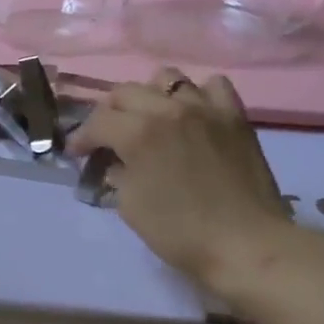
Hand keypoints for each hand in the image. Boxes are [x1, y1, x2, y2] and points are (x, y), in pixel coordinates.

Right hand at [67, 69, 305, 308]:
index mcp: (138, 133)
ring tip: (150, 118)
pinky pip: (213, 86)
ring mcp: (206, 108)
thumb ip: (117, 175)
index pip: (97, 121)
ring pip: (167, 79)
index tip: (76, 154)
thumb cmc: (180, 233)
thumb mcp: (131, 207)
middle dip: (108, 114)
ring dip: (150, 96)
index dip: (81, 138)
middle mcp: (169, 110)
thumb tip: (114, 163)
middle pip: (126, 92)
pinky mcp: (235, 116)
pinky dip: (197, 95)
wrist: (246, 244)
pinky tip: (192, 114)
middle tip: (107, 137)